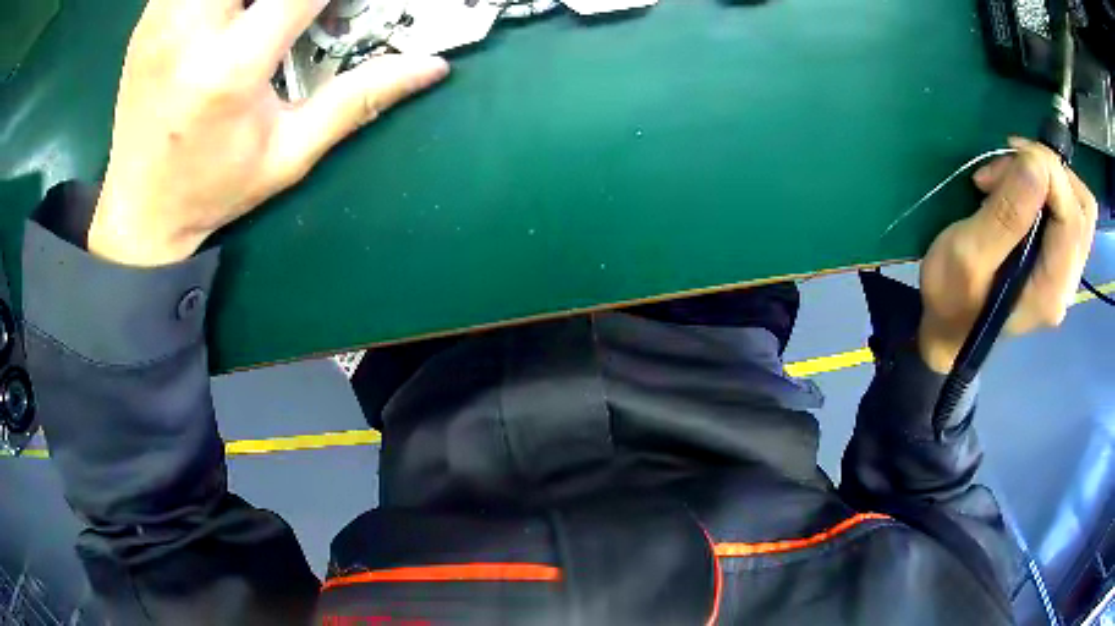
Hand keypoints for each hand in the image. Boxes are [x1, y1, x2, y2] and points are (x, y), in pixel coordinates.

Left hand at [89, 0, 449, 266]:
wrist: (139, 213)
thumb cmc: (214, 189)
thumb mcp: (290, 154)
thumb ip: (358, 99)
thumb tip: (431, 67)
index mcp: (232, 66)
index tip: (352, 1)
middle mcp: (191, 29)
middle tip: (302, 8)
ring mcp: (162, 18)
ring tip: (264, 10)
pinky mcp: (149, 19)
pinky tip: (232, 9)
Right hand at [918, 137, 1096, 371]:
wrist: (947, 328)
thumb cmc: (951, 298)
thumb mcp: (968, 255)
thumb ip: (1005, 215)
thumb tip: (1035, 166)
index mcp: (1051, 289)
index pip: (1072, 215)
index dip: (1046, 170)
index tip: (1005, 159)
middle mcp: (1067, 282)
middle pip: (1083, 208)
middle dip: (1049, 169)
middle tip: (1011, 164)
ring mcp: (1064, 271)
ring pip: (1078, 205)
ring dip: (1048, 174)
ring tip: (1011, 174)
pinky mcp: (1056, 259)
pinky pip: (1066, 210)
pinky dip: (1046, 185)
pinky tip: (1017, 187)